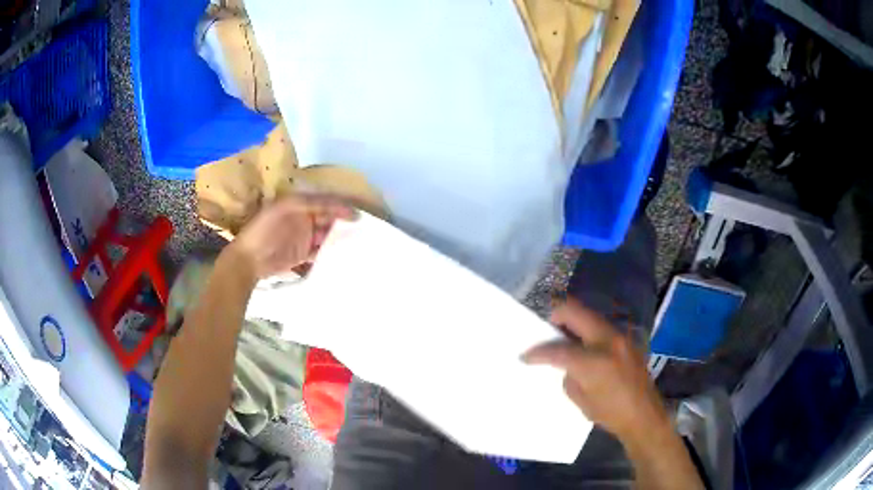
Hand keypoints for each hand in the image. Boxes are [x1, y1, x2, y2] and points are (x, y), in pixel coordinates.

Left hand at [227, 195, 355, 279]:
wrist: (249, 259)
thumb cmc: (265, 230)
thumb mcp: (286, 208)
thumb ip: (311, 203)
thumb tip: (337, 205)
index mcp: (299, 202)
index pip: (325, 201)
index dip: (341, 207)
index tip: (358, 216)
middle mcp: (304, 217)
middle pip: (329, 217)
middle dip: (344, 221)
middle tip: (363, 229)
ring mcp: (304, 236)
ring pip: (328, 234)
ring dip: (340, 237)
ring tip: (359, 242)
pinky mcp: (303, 254)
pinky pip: (322, 250)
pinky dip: (332, 251)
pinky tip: (344, 254)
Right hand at [522, 298, 668, 441]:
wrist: (644, 415)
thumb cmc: (610, 413)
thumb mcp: (580, 400)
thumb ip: (570, 375)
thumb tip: (566, 363)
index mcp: (593, 361)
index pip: (558, 349)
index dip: (538, 352)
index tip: (525, 355)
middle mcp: (608, 341)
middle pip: (576, 312)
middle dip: (557, 316)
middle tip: (547, 330)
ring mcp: (620, 337)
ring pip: (591, 316)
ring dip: (574, 322)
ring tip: (565, 340)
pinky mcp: (628, 340)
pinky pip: (602, 327)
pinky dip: (588, 331)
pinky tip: (585, 348)